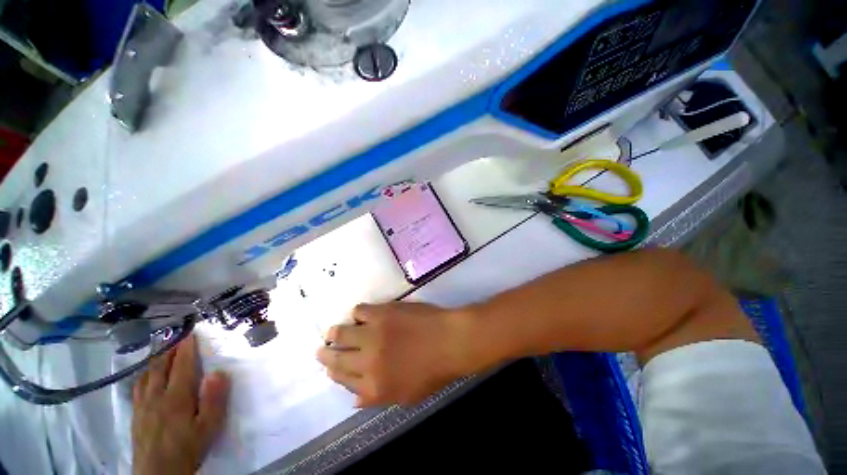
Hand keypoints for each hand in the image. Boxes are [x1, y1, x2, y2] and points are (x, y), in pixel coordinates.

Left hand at [132, 334, 230, 474]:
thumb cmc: (187, 449)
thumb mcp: (208, 427)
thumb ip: (214, 399)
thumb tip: (218, 371)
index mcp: (176, 397)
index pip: (182, 366)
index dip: (186, 348)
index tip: (190, 332)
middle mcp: (156, 396)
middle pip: (161, 367)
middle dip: (169, 349)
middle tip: (177, 336)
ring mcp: (142, 406)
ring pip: (146, 375)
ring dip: (155, 360)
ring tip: (163, 352)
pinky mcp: (135, 415)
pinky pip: (138, 388)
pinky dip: (144, 375)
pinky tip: (147, 376)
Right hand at [316, 302, 474, 406]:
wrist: (448, 341)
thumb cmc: (433, 371)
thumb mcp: (405, 396)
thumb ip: (376, 398)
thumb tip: (354, 398)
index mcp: (372, 386)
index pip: (342, 380)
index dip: (334, 373)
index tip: (330, 367)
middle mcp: (366, 361)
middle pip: (336, 358)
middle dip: (326, 354)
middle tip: (323, 348)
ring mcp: (372, 334)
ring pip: (342, 332)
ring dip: (336, 332)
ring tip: (334, 331)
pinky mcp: (381, 312)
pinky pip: (359, 310)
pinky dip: (357, 313)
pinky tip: (360, 314)